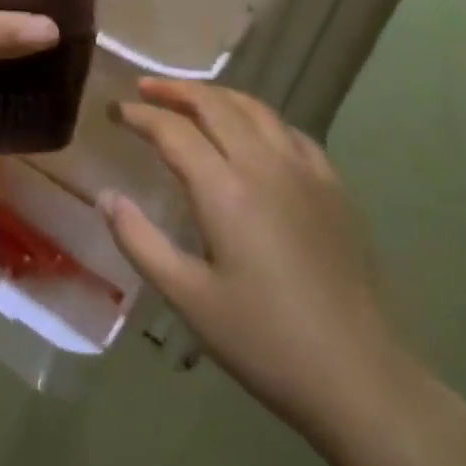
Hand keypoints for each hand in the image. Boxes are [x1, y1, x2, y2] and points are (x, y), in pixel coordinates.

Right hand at [102, 79, 415, 448]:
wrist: (359, 377)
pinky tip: (253, 133)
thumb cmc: (264, 341)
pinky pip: (290, 132)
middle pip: (215, 104)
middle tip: (145, 89)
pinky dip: (260, 119)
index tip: (115, 110)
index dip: (139, 114)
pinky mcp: (334, 188)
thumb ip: (139, 241)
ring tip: (191, 99)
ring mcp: (306, 172)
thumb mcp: (188, 297)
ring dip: (217, 96)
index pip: (173, 130)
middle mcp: (265, 165)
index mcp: (225, 189)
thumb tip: (105, 197)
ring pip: (255, 109)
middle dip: (175, 90)